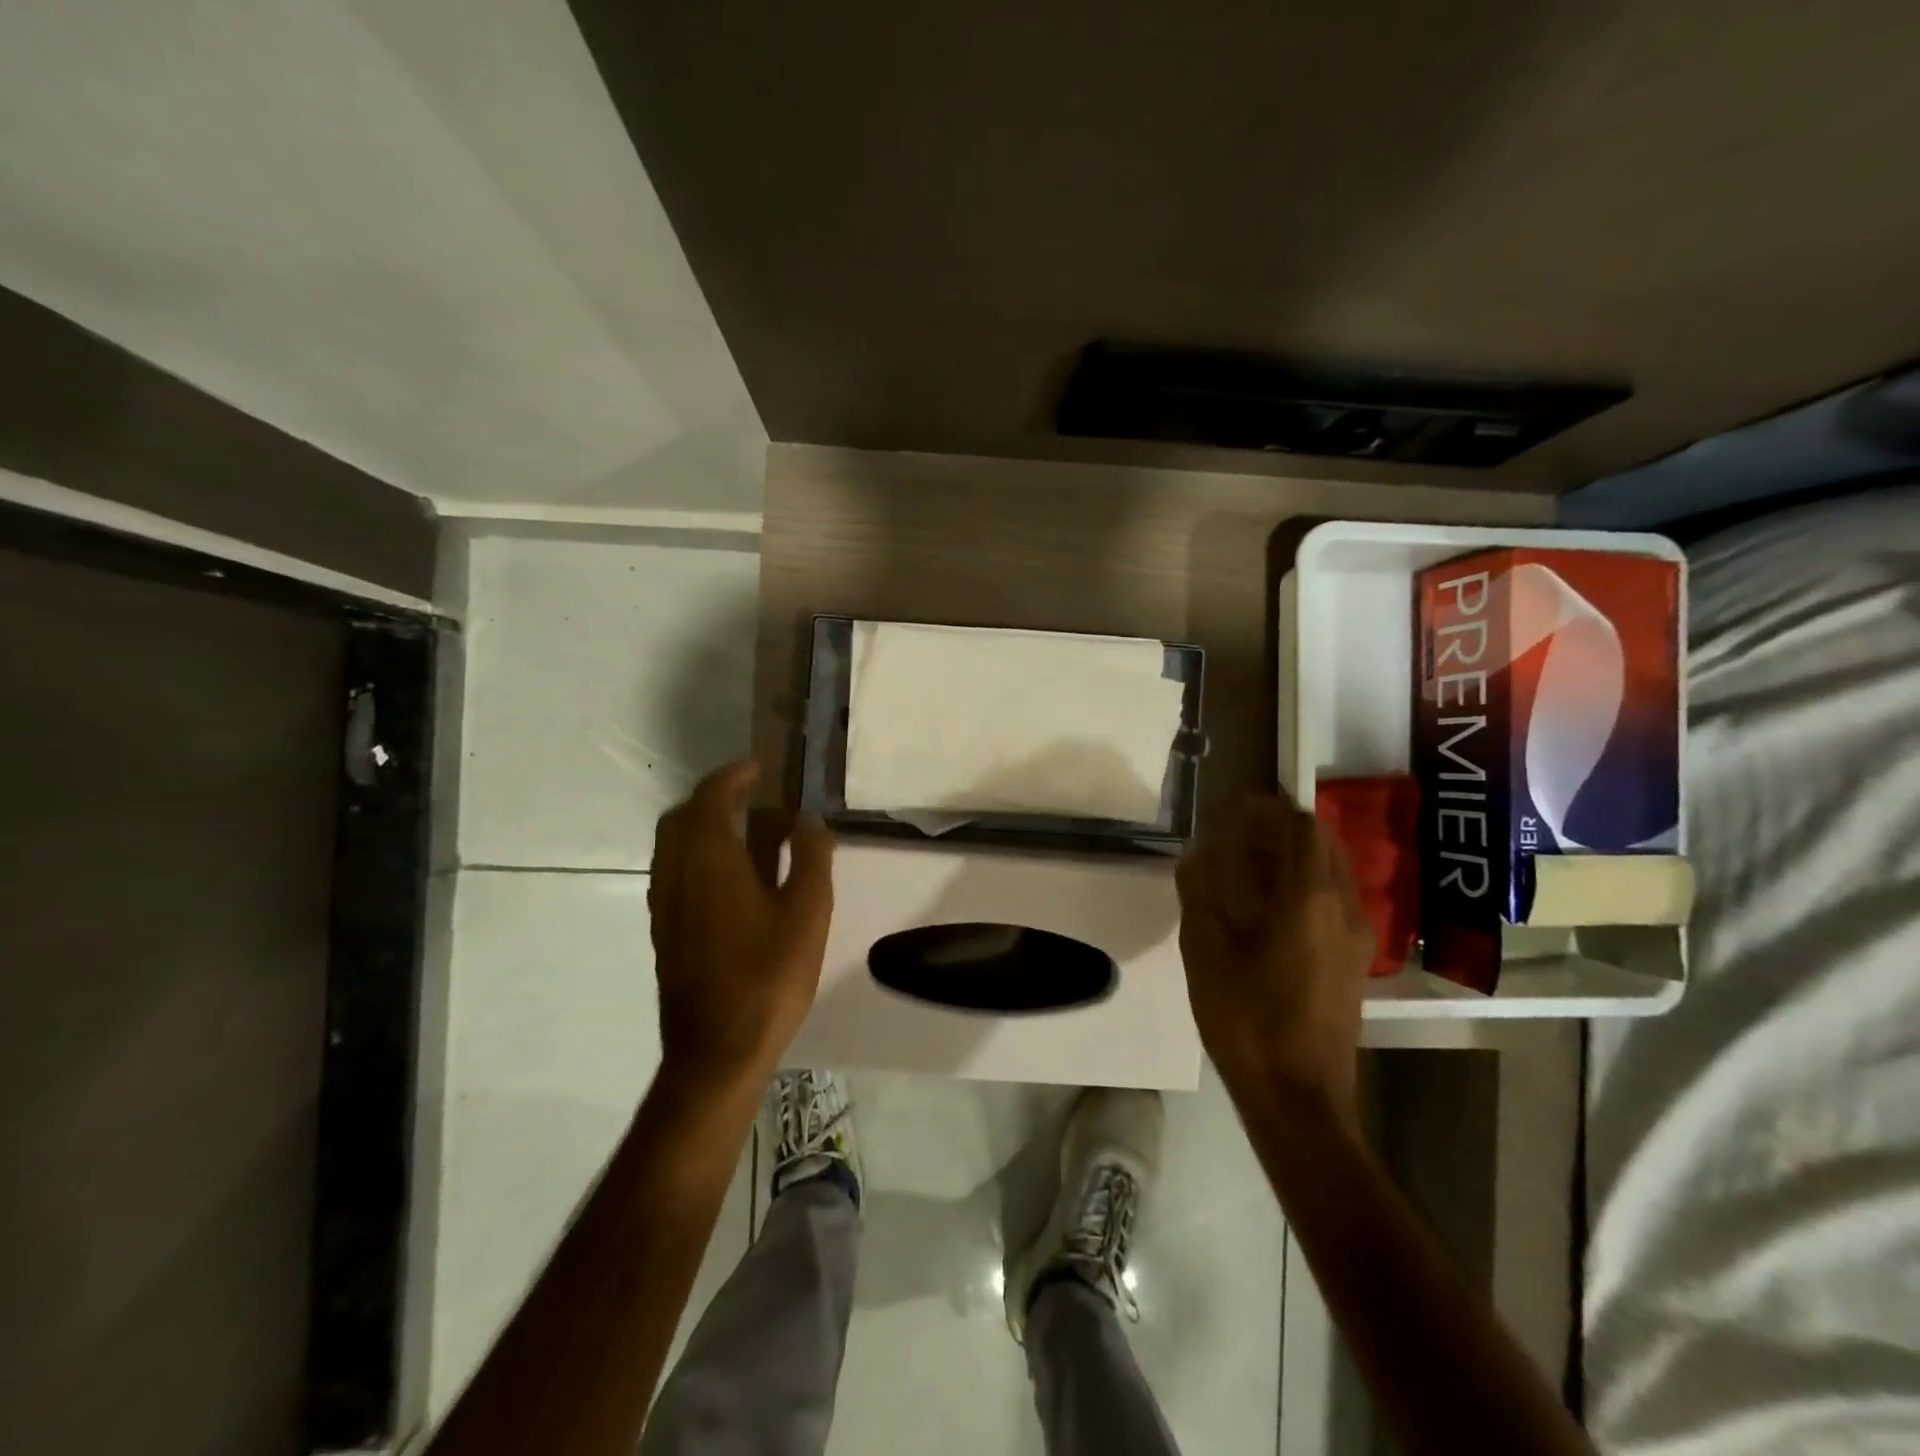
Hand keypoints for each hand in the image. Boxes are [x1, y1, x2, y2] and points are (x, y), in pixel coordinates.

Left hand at [648, 761, 835, 1091]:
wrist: (717, 1051)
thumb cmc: (769, 976)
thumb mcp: (808, 912)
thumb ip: (810, 857)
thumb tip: (807, 820)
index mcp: (710, 860)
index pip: (711, 798)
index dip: (734, 776)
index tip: (760, 769)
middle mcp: (677, 874)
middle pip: (682, 817)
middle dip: (713, 797)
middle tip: (753, 797)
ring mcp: (665, 904)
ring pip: (673, 846)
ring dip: (702, 826)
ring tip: (746, 832)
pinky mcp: (664, 931)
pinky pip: (674, 872)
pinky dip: (696, 855)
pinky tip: (731, 878)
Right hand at [1175, 796, 1372, 1122]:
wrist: (1300, 1099)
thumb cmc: (1248, 1020)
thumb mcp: (1206, 951)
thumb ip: (1201, 892)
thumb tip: (1198, 852)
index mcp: (1310, 899)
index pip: (1303, 828)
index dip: (1270, 810)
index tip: (1235, 808)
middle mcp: (1344, 909)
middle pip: (1323, 845)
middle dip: (1283, 830)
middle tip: (1238, 835)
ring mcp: (1356, 939)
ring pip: (1331, 874)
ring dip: (1293, 858)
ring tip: (1247, 867)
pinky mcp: (1352, 964)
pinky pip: (1333, 902)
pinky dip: (1303, 886)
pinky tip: (1267, 910)